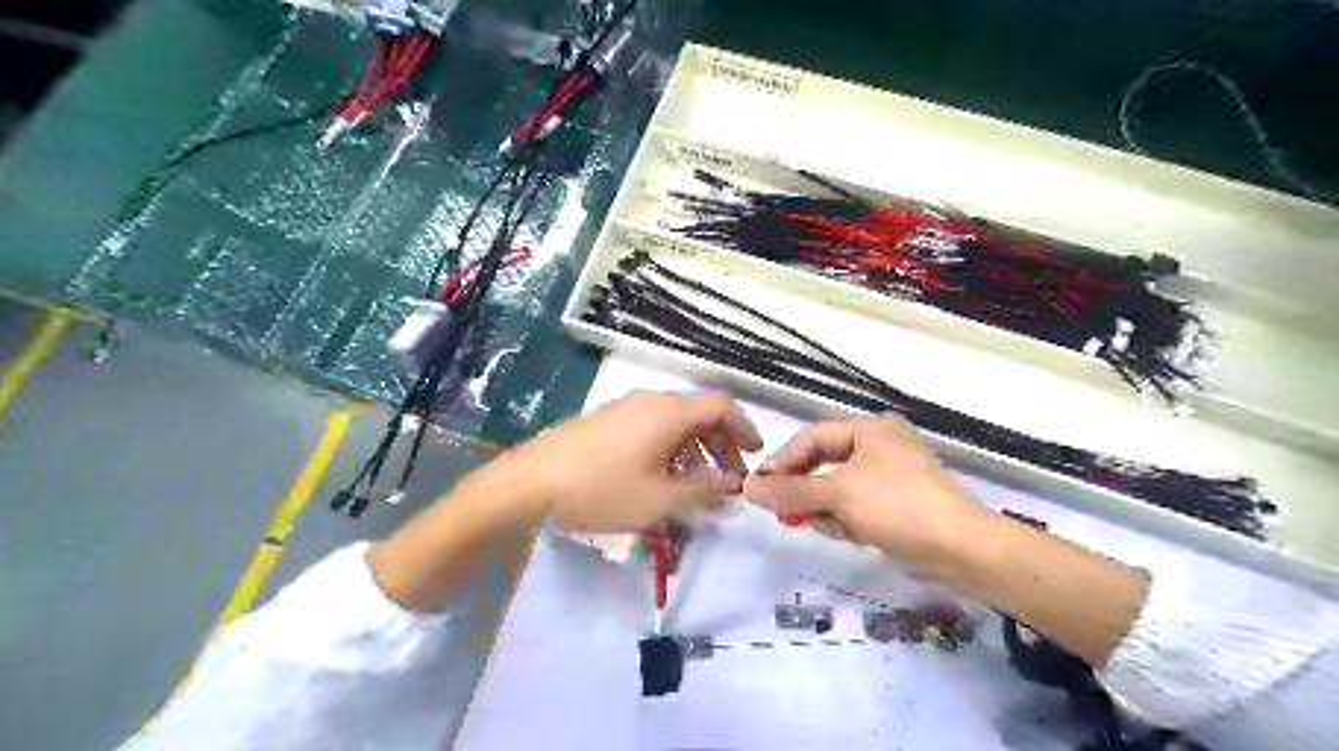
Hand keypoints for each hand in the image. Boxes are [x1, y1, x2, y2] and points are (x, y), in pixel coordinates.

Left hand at [505, 391, 756, 529]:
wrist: (530, 483)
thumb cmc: (602, 490)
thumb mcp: (660, 500)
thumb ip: (704, 493)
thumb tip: (733, 489)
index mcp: (670, 412)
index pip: (722, 406)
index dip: (744, 427)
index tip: (754, 454)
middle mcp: (651, 400)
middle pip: (699, 413)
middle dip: (720, 445)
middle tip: (728, 479)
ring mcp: (626, 407)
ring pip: (675, 422)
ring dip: (694, 450)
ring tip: (696, 485)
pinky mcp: (607, 420)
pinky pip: (652, 426)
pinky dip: (669, 448)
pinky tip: (660, 478)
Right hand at [743, 417, 993, 575]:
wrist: (963, 550)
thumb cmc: (898, 506)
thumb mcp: (838, 495)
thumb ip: (791, 491)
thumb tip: (748, 488)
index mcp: (870, 430)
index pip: (812, 438)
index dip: (783, 461)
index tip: (759, 487)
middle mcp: (879, 447)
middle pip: (824, 464)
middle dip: (804, 490)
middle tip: (783, 511)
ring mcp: (890, 478)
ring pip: (837, 489)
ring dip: (824, 508)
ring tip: (820, 525)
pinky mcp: (897, 506)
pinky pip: (856, 507)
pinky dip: (845, 520)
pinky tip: (847, 534)